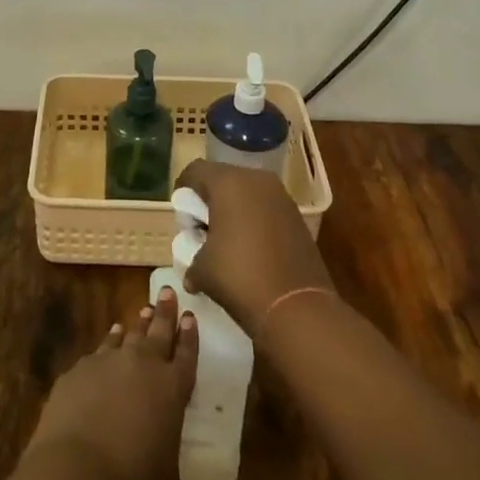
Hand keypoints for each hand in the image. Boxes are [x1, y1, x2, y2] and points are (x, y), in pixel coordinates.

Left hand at [26, 288, 198, 479]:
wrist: (78, 469)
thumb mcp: (167, 476)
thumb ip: (170, 449)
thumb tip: (169, 447)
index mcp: (172, 388)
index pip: (186, 355)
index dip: (189, 335)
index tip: (190, 315)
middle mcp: (144, 364)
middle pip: (159, 331)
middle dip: (166, 311)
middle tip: (169, 292)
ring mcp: (110, 360)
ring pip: (129, 333)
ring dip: (138, 323)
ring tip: (144, 311)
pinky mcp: (82, 367)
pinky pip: (101, 347)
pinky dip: (109, 340)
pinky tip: (110, 336)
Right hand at [173, 160, 334, 332]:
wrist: (298, 308)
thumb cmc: (240, 277)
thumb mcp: (202, 270)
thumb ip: (192, 259)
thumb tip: (192, 272)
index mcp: (228, 182)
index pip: (195, 171)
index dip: (183, 189)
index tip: (181, 214)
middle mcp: (255, 179)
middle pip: (223, 178)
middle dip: (210, 200)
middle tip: (202, 228)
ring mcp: (280, 196)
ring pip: (247, 192)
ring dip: (234, 209)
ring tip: (227, 240)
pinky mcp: (296, 216)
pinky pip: (266, 207)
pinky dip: (254, 219)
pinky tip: (251, 248)